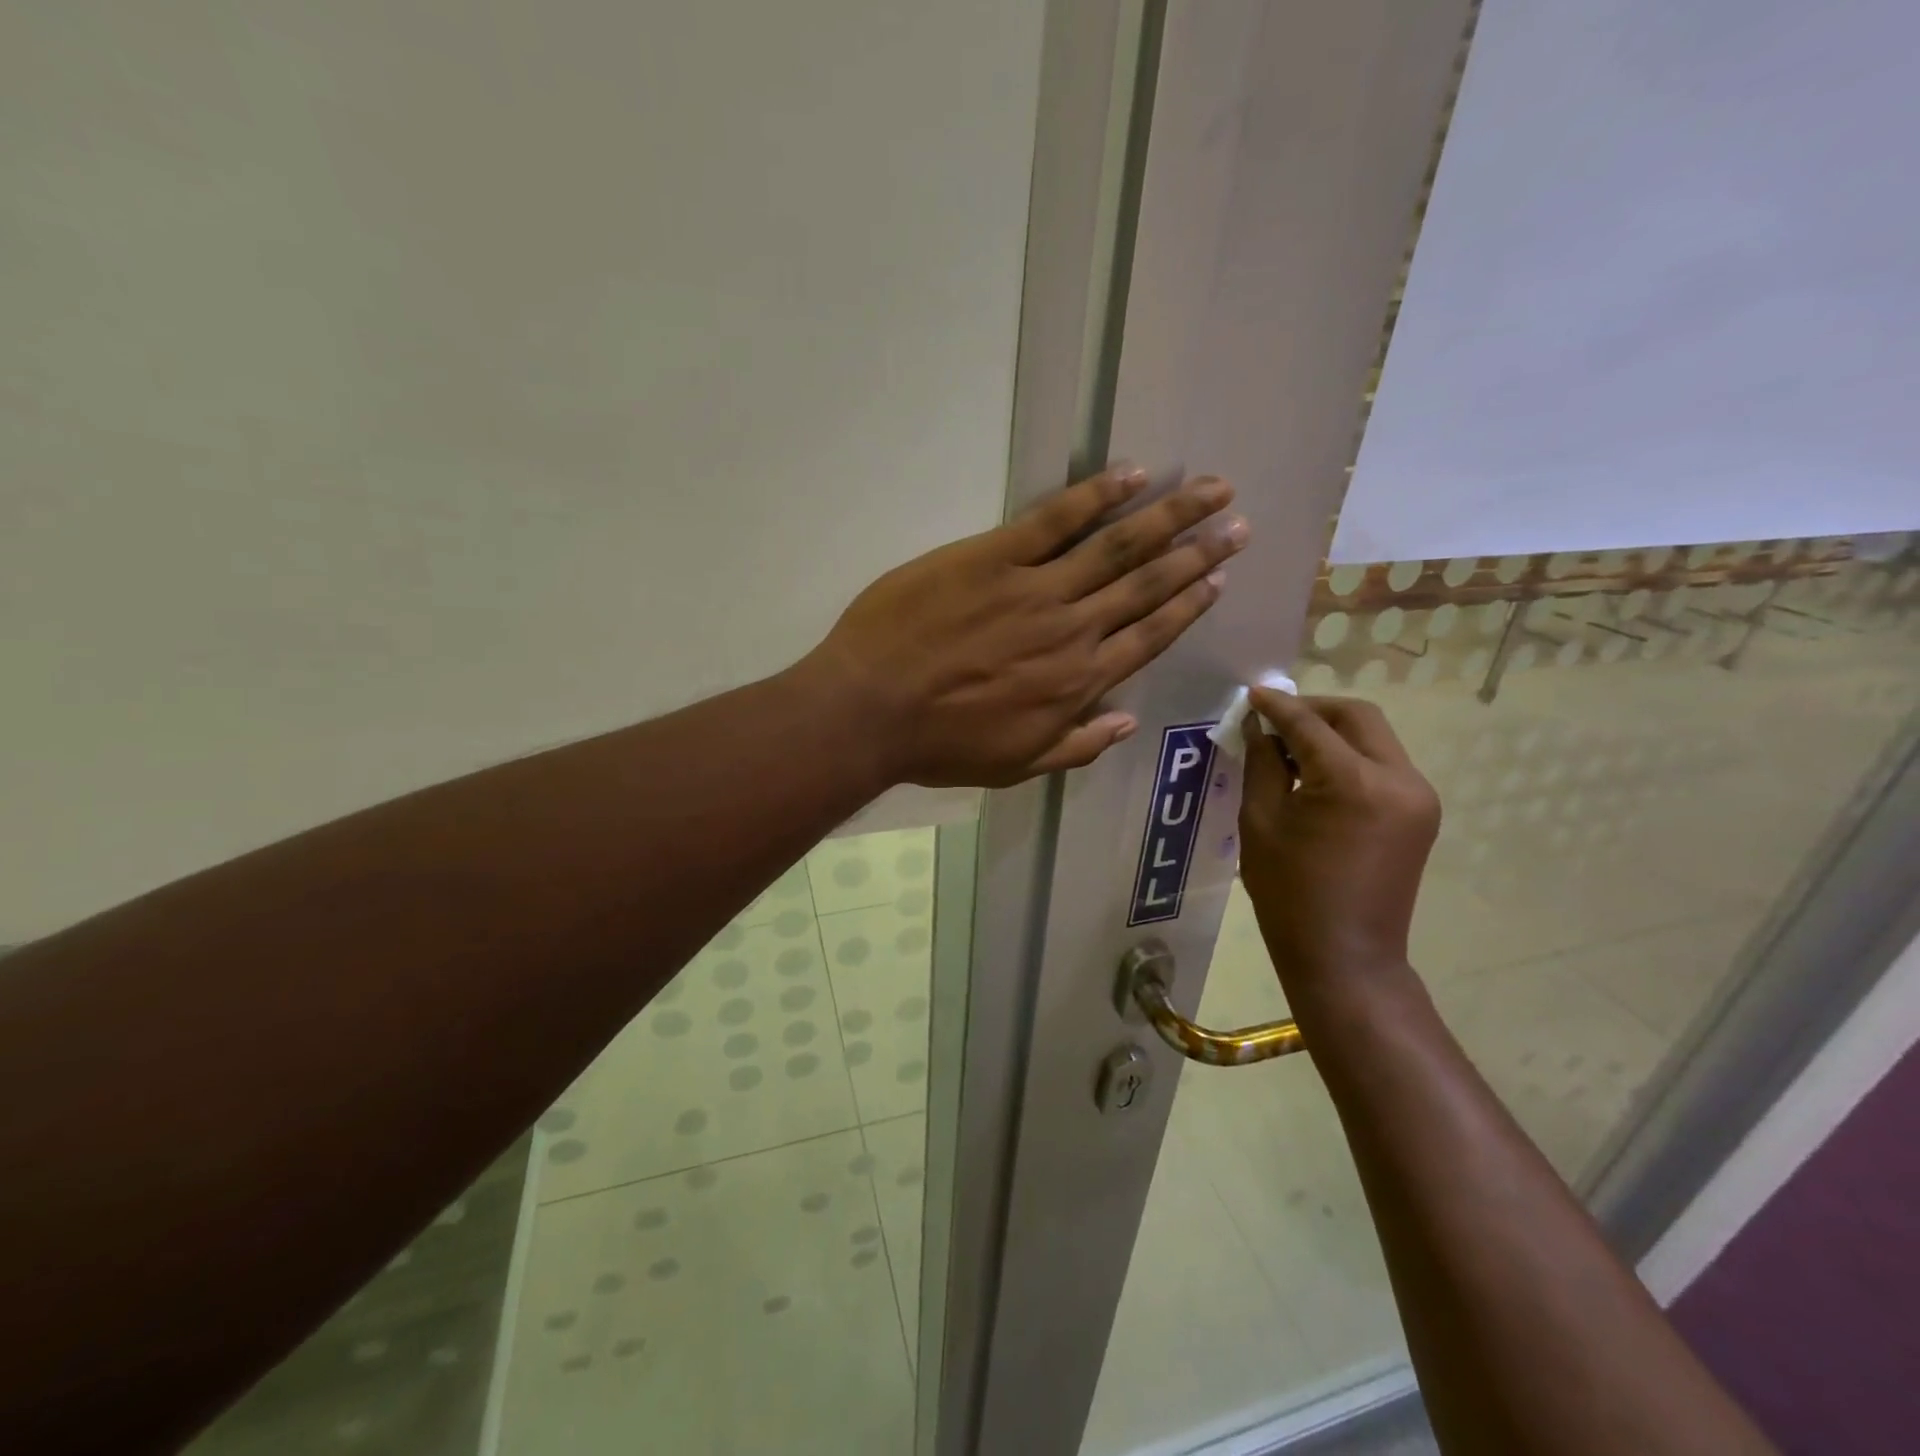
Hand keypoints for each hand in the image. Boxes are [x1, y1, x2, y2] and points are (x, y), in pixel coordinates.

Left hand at [807, 465, 1246, 787]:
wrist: (871, 710)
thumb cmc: (940, 745)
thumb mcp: (1014, 765)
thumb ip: (1076, 745)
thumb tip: (1127, 723)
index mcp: (1077, 682)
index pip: (1148, 636)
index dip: (1187, 605)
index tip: (1218, 579)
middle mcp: (1071, 630)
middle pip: (1146, 584)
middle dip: (1197, 552)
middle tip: (1236, 523)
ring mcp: (1034, 588)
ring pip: (1116, 546)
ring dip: (1167, 516)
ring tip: (1210, 490)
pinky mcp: (991, 556)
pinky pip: (1053, 520)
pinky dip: (1095, 495)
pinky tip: (1131, 474)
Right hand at [1238, 690, 1440, 989]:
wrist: (1345, 956)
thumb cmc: (1289, 894)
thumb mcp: (1260, 822)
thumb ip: (1262, 764)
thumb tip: (1259, 727)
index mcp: (1354, 783)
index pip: (1311, 724)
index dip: (1278, 706)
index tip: (1252, 695)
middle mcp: (1399, 780)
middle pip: (1357, 717)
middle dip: (1313, 710)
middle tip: (1273, 718)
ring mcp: (1418, 797)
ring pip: (1374, 737)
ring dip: (1332, 732)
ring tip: (1289, 748)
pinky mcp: (1420, 814)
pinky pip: (1382, 765)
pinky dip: (1348, 757)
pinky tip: (1316, 774)